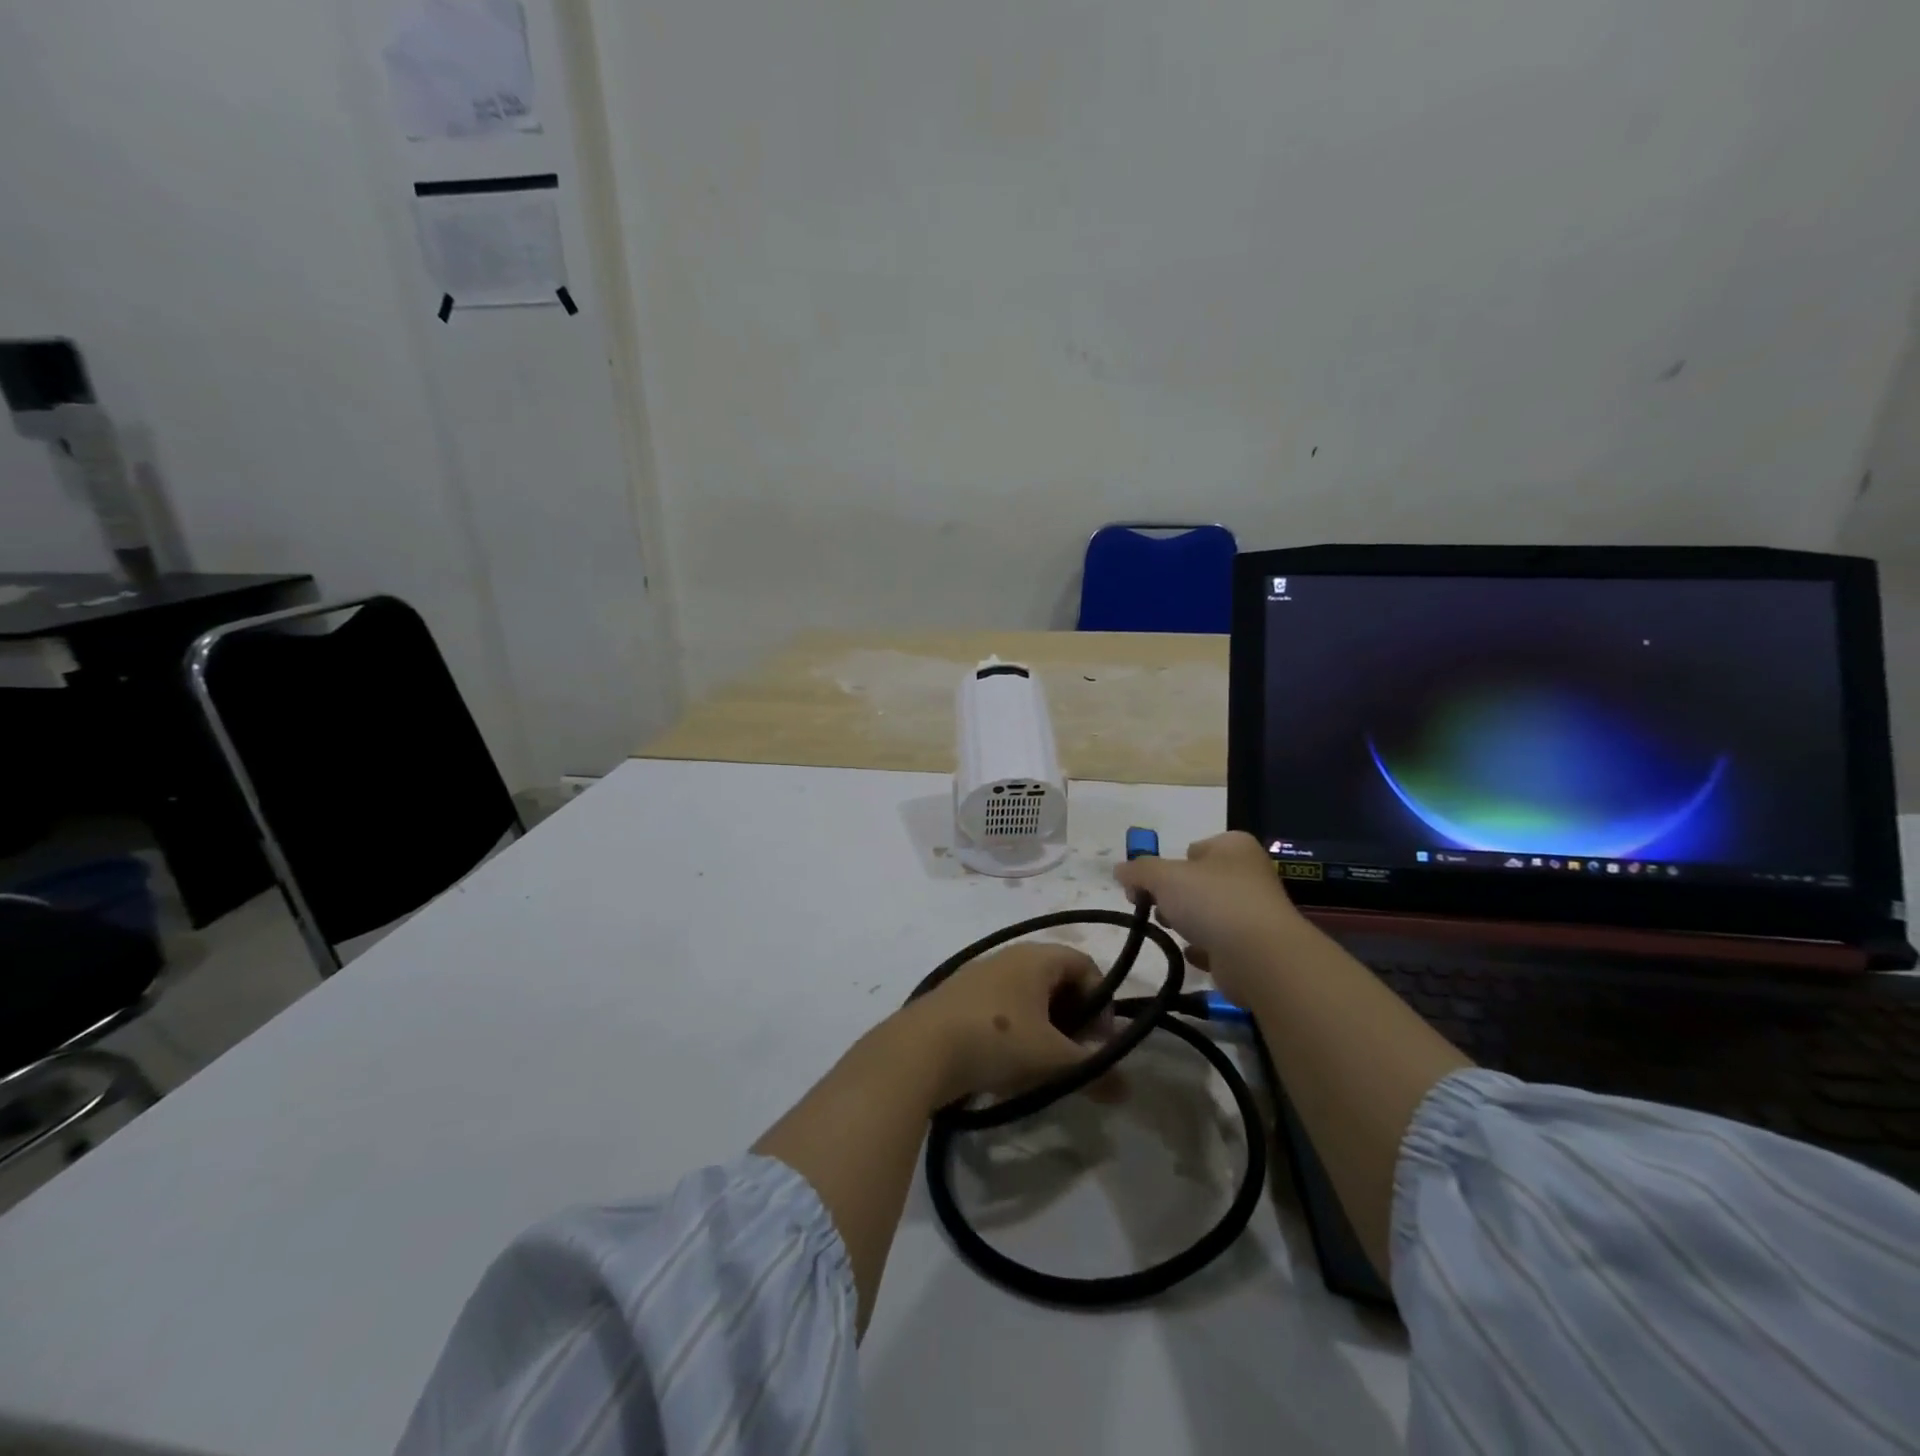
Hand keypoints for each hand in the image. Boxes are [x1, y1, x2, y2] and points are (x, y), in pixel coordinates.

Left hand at [894, 942, 1104, 1106]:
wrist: (919, 1050)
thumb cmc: (997, 1041)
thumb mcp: (1053, 1060)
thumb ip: (1094, 1071)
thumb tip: (1127, 1089)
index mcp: (1036, 957)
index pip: (1086, 966)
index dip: (1102, 1003)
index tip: (1098, 1042)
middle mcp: (1009, 956)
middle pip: (1057, 981)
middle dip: (1074, 1019)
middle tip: (1073, 1056)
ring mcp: (980, 975)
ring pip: (1028, 997)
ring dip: (1044, 1029)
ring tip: (1042, 1067)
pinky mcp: (958, 998)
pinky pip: (1001, 1009)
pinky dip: (1015, 1033)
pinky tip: (1007, 1067)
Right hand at [1113, 832, 1305, 1003]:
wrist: (1260, 956)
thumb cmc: (1212, 901)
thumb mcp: (1163, 876)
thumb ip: (1138, 870)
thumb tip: (1119, 870)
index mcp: (1234, 846)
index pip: (1193, 849)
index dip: (1166, 865)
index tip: (1146, 885)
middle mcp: (1248, 874)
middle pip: (1198, 881)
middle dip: (1173, 896)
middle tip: (1155, 908)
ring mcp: (1254, 911)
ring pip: (1208, 912)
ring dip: (1187, 922)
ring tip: (1175, 932)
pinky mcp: (1254, 946)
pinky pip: (1219, 943)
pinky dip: (1204, 948)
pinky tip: (1193, 954)